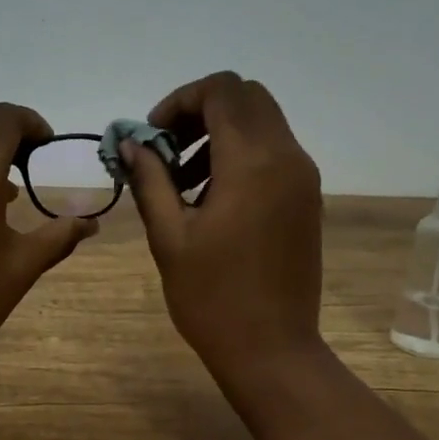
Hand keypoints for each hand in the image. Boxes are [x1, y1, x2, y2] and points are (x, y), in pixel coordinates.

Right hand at [126, 72, 324, 387]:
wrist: (272, 349)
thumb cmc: (211, 297)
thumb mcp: (169, 237)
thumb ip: (149, 179)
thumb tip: (130, 143)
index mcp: (251, 163)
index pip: (221, 90)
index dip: (180, 100)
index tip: (153, 137)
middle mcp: (287, 158)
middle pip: (246, 97)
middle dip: (201, 111)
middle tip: (167, 150)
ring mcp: (304, 179)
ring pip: (263, 123)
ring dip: (220, 133)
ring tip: (184, 180)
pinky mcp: (307, 200)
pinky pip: (275, 152)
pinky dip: (241, 155)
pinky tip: (212, 199)